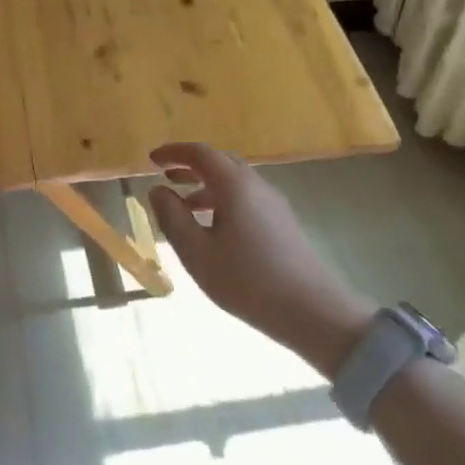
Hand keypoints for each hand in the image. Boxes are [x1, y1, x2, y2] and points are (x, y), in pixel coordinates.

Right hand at [148, 143, 374, 374]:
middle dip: (190, 165)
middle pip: (220, 162)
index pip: (200, 153)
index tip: (151, 159)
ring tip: (183, 205)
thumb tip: (158, 190)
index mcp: (234, 185)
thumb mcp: (196, 252)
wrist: (313, 312)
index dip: (174, 152)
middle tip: (166, 176)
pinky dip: (222, 200)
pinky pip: (246, 198)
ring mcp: (273, 204)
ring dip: (206, 185)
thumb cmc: (247, 280)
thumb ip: (172, 217)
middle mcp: (256, 185)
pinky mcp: (283, 223)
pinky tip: (213, 229)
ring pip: (234, 182)